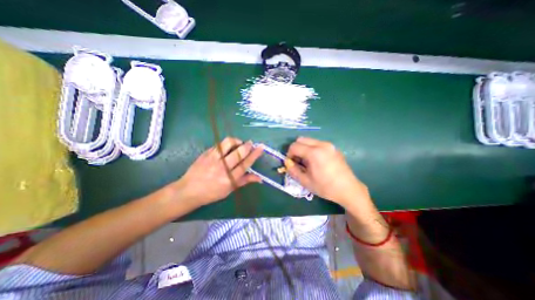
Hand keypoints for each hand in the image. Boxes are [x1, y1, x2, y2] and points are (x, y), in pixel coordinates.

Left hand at [174, 138, 262, 206]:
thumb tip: (260, 178)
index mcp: (229, 179)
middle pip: (238, 152)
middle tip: (250, 143)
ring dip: (236, 141)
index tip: (260, 147)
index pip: (245, 164)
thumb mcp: (230, 189)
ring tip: (238, 144)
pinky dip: (226, 144)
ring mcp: (213, 159)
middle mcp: (222, 168)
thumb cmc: (211, 193)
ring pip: (228, 143)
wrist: (188, 190)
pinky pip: (219, 144)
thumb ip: (245, 181)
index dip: (254, 154)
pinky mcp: (206, 153)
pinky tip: (227, 147)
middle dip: (247, 145)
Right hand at [286, 136, 370, 205]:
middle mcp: (322, 144)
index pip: (294, 146)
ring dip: (304, 148)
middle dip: (296, 149)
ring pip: (309, 140)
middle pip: (301, 139)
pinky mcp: (333, 148)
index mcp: (314, 153)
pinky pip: (317, 143)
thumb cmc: (326, 187)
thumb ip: (293, 170)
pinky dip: (312, 149)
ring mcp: (329, 145)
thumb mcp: (305, 182)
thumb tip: (287, 163)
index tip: (291, 163)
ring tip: (307, 161)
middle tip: (298, 161)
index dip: (289, 154)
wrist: (348, 189)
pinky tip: (316, 161)